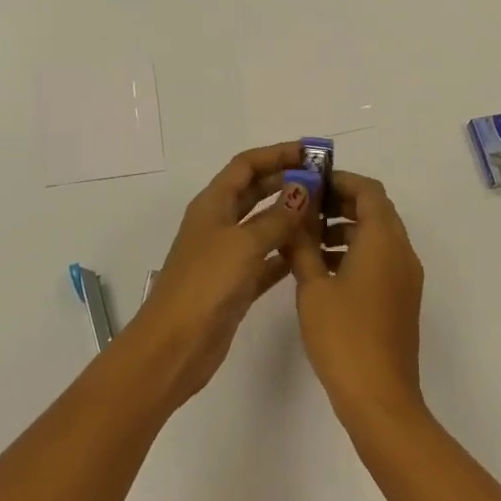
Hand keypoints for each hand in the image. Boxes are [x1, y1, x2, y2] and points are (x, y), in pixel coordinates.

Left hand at [117, 141, 322, 408]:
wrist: (175, 346)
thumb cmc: (206, 284)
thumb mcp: (244, 244)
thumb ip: (277, 216)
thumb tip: (304, 188)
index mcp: (213, 204)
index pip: (246, 165)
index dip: (277, 154)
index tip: (312, 154)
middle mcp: (219, 223)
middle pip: (255, 191)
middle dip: (287, 181)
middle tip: (325, 181)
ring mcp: (226, 255)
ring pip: (263, 225)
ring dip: (290, 216)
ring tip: (326, 212)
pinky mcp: (235, 284)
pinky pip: (266, 259)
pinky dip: (286, 252)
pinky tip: (313, 252)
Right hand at [287, 171, 425, 428]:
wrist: (380, 399)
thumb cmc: (344, 336)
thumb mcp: (313, 287)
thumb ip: (302, 246)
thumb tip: (292, 218)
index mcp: (383, 240)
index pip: (368, 190)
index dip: (340, 181)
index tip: (309, 184)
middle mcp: (401, 251)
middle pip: (375, 210)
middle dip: (339, 204)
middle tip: (303, 209)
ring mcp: (405, 277)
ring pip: (376, 236)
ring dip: (344, 229)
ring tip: (306, 241)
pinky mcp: (401, 298)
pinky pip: (379, 259)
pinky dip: (354, 253)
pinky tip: (322, 271)